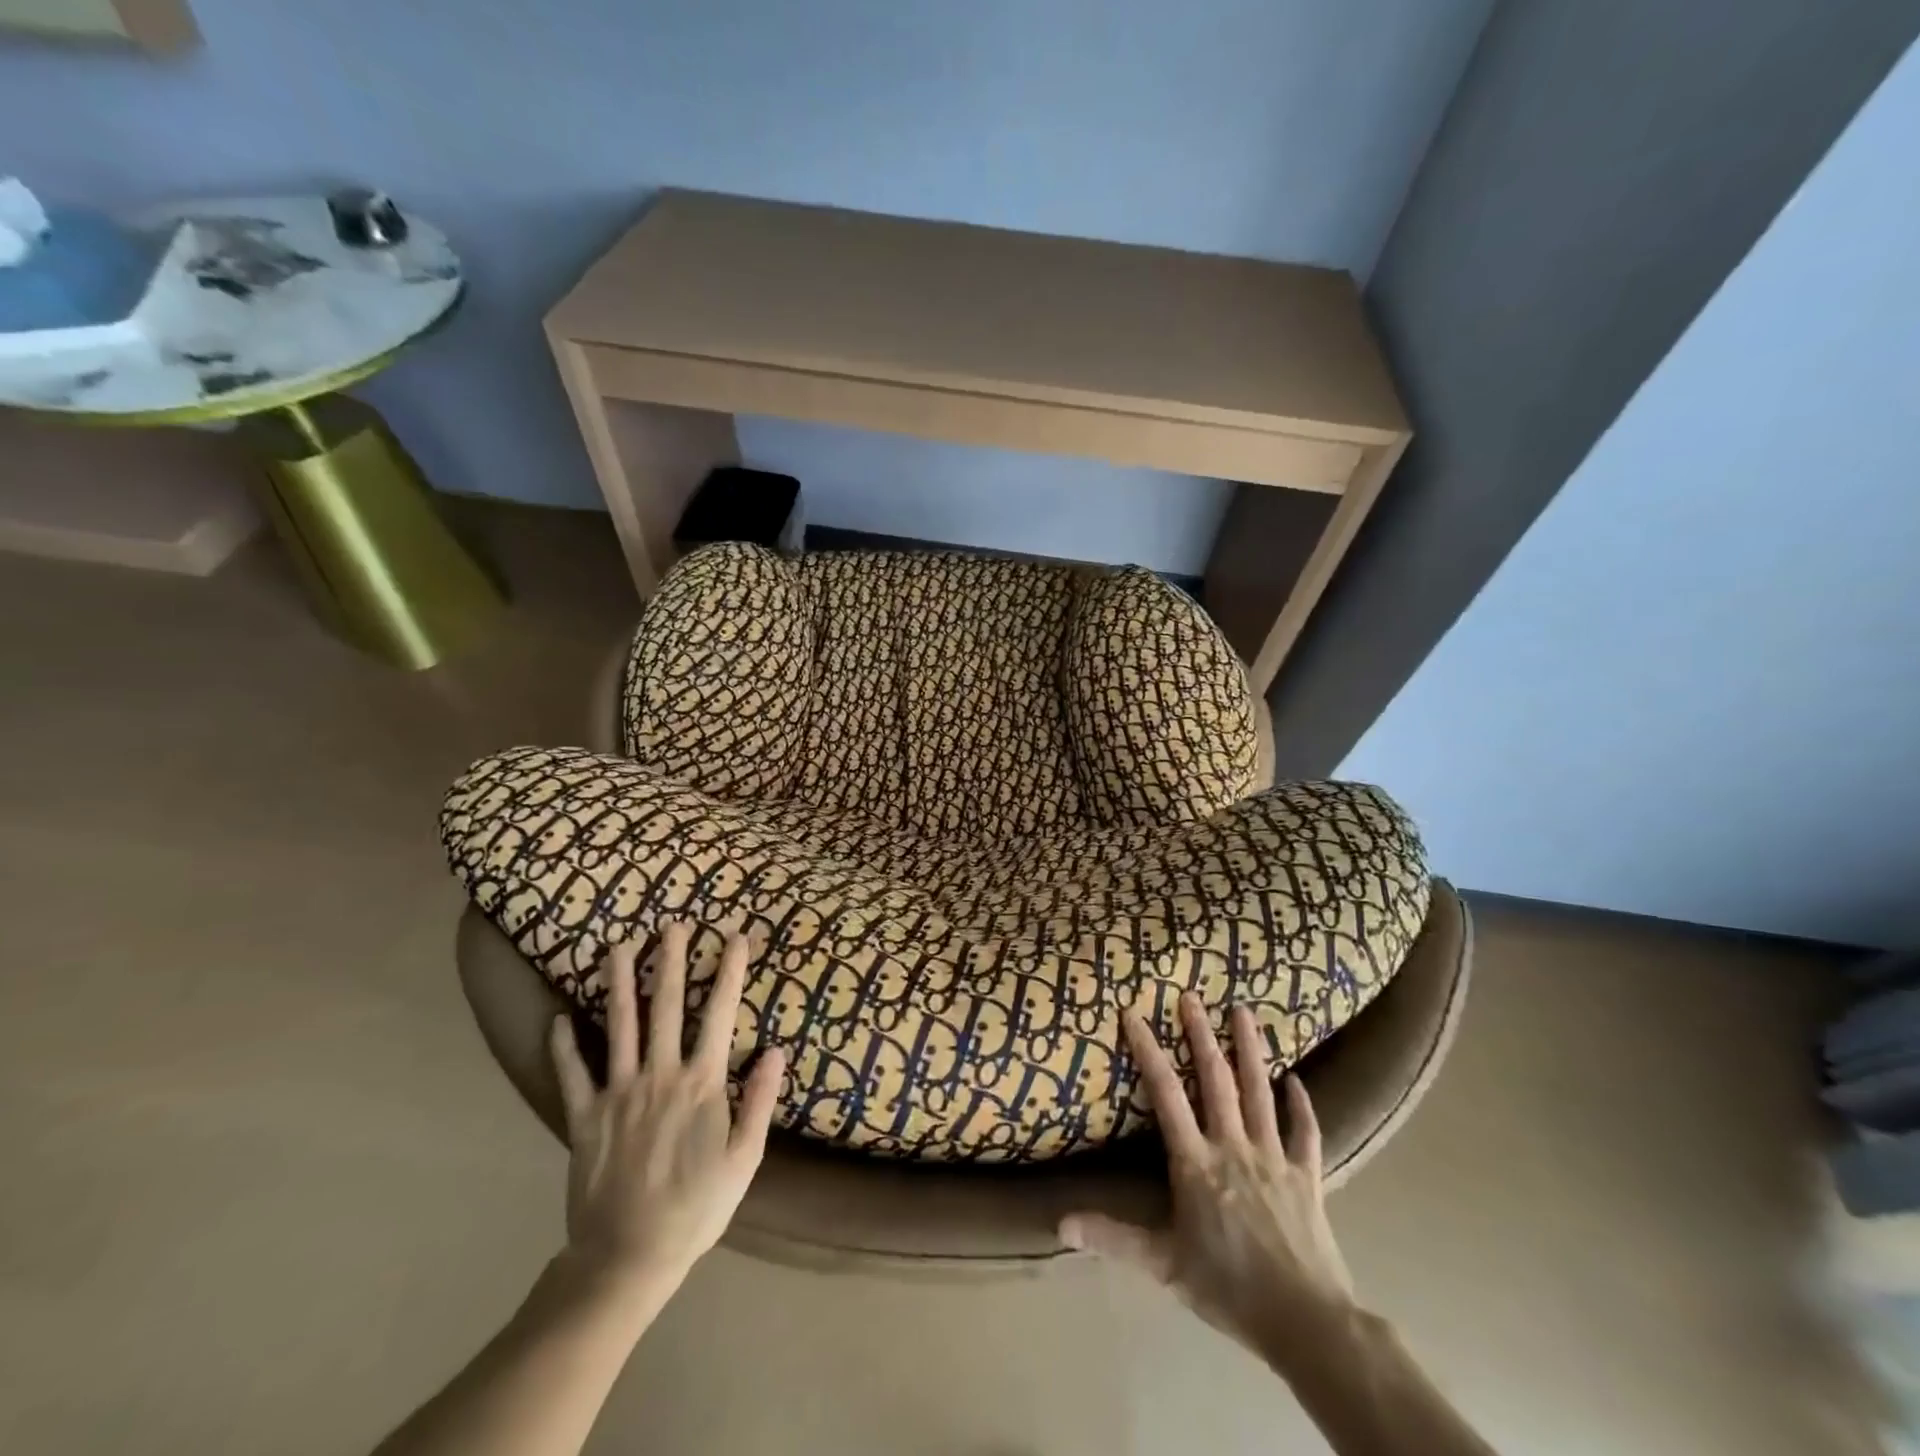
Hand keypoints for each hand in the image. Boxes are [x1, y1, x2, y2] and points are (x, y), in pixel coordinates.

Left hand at [549, 920, 785, 1301]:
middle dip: (671, 960)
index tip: (734, 937)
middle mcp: (659, 1075)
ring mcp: (618, 1093)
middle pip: (666, 1006)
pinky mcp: (585, 1116)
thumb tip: (776, 1049)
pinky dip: (563, 1045)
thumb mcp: (744, 1159)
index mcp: (702, 1083)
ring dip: (620, 982)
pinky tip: (558, 1019)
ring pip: (618, 1025)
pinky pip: (572, 1073)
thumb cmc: (696, 1208)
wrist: (627, 1258)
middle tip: (672, 924)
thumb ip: (760, 1101)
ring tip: (618, 946)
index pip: (719, 1013)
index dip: (729, 971)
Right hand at [1061, 993, 1355, 1368]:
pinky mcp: (1308, 1175)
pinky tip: (1296, 1080)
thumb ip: (1113, 1237)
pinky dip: (1301, 1105)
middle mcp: (1233, 1147)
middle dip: (1201, 1035)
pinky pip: (1305, 1132)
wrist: (1306, 1322)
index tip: (1134, 1013)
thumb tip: (1059, 1223)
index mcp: (1196, 1163)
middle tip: (1192, 997)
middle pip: (1216, 1080)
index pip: (1166, 1096)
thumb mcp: (1162, 1264)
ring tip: (1244, 1012)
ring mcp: (1273, 1157)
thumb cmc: (1228, 1288)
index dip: (1149, 1052)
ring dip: (1251, 1050)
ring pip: (1260, 1092)